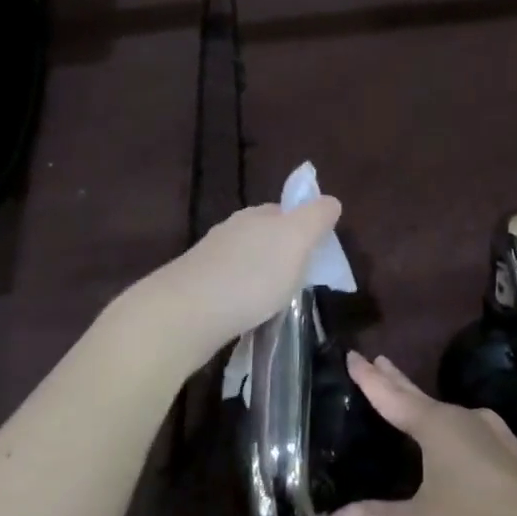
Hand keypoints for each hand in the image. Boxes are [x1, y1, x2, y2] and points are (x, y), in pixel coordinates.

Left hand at [147, 198, 343, 362]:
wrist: (186, 314)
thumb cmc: (252, 275)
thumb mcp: (296, 240)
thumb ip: (316, 218)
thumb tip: (330, 201)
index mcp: (257, 215)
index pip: (287, 211)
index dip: (306, 228)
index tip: (319, 255)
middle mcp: (231, 230)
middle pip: (266, 235)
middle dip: (283, 252)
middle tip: (302, 280)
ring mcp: (210, 259)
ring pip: (246, 260)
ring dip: (262, 274)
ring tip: (277, 300)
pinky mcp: (197, 288)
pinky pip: (230, 284)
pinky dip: (244, 294)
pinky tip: (249, 311)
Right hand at [317, 354, 516, 515]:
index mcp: (440, 428)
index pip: (393, 397)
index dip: (370, 378)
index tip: (353, 354)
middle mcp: (469, 422)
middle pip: (422, 398)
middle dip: (397, 382)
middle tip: (378, 362)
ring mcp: (497, 439)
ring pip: (451, 416)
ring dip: (426, 407)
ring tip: (410, 404)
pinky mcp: (515, 461)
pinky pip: (471, 435)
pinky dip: (451, 432)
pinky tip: (455, 445)